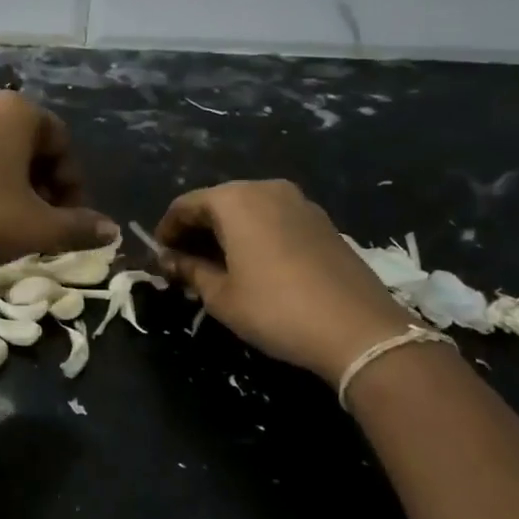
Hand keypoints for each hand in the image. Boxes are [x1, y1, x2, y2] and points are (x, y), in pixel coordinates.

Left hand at [0, 91, 116, 288]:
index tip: (69, 219)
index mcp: (16, 111)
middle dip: (39, 181)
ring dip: (4, 181)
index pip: (61, 141)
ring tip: (0, 220)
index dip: (72, 183)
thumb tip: (110, 230)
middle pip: (23, 141)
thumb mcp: (36, 228)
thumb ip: (79, 227)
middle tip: (38, 221)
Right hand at [156, 180, 414, 384]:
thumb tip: (168, 260)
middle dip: (197, 228)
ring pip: (248, 209)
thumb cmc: (276, 309)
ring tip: (217, 264)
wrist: (359, 330)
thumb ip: (190, 270)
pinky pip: (274, 218)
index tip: (159, 255)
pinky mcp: (322, 221)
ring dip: (227, 231)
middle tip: (184, 261)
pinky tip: (254, 263)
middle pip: (218, 202)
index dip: (167, 229)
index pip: (186, 204)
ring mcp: (299, 202)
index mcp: (235, 200)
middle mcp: (266, 189)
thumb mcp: (221, 295)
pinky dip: (255, 233)